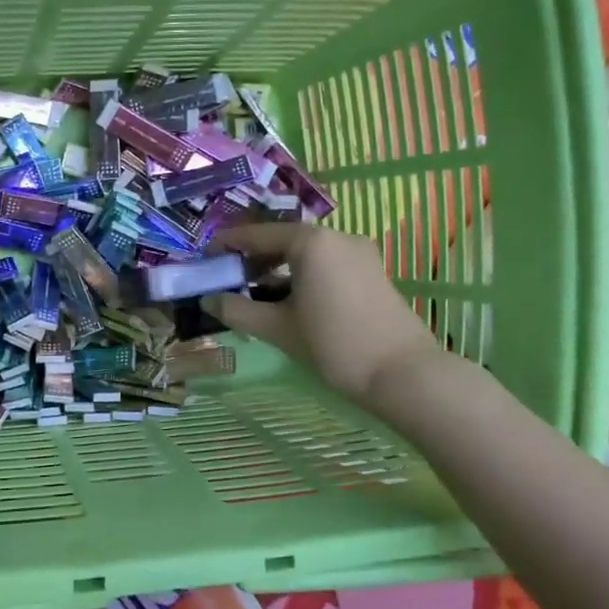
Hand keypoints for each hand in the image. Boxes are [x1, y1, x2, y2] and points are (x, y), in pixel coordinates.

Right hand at [203, 223, 443, 408]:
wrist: (403, 373)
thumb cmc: (333, 343)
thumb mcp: (277, 328)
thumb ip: (238, 310)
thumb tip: (208, 300)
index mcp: (310, 242)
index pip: (256, 234)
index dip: (227, 245)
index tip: (205, 259)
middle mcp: (336, 237)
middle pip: (282, 239)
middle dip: (253, 258)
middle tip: (228, 280)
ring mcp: (359, 253)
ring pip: (306, 253)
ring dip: (277, 268)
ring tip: (255, 294)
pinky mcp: (372, 272)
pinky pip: (326, 263)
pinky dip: (302, 275)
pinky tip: (289, 301)